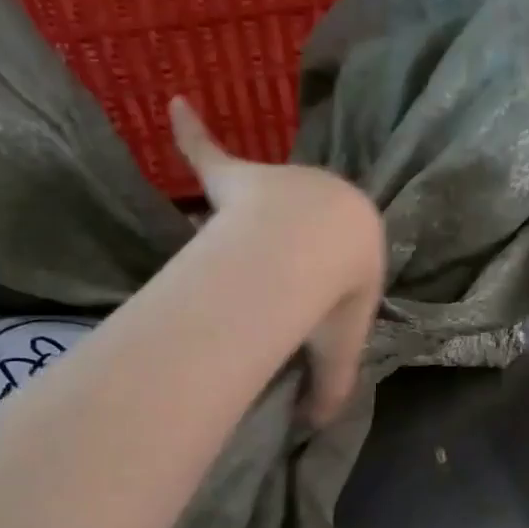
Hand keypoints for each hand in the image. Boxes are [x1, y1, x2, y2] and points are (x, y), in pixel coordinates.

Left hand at [171, 99, 383, 422]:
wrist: (318, 246)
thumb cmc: (335, 294)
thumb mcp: (339, 349)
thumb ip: (329, 387)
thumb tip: (316, 426)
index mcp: (354, 241)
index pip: (342, 258)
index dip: (328, 277)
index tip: (312, 295)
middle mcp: (321, 202)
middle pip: (302, 223)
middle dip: (289, 242)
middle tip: (271, 273)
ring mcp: (277, 186)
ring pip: (260, 198)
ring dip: (250, 208)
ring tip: (233, 224)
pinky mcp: (237, 177)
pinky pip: (210, 150)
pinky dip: (192, 130)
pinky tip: (174, 102)